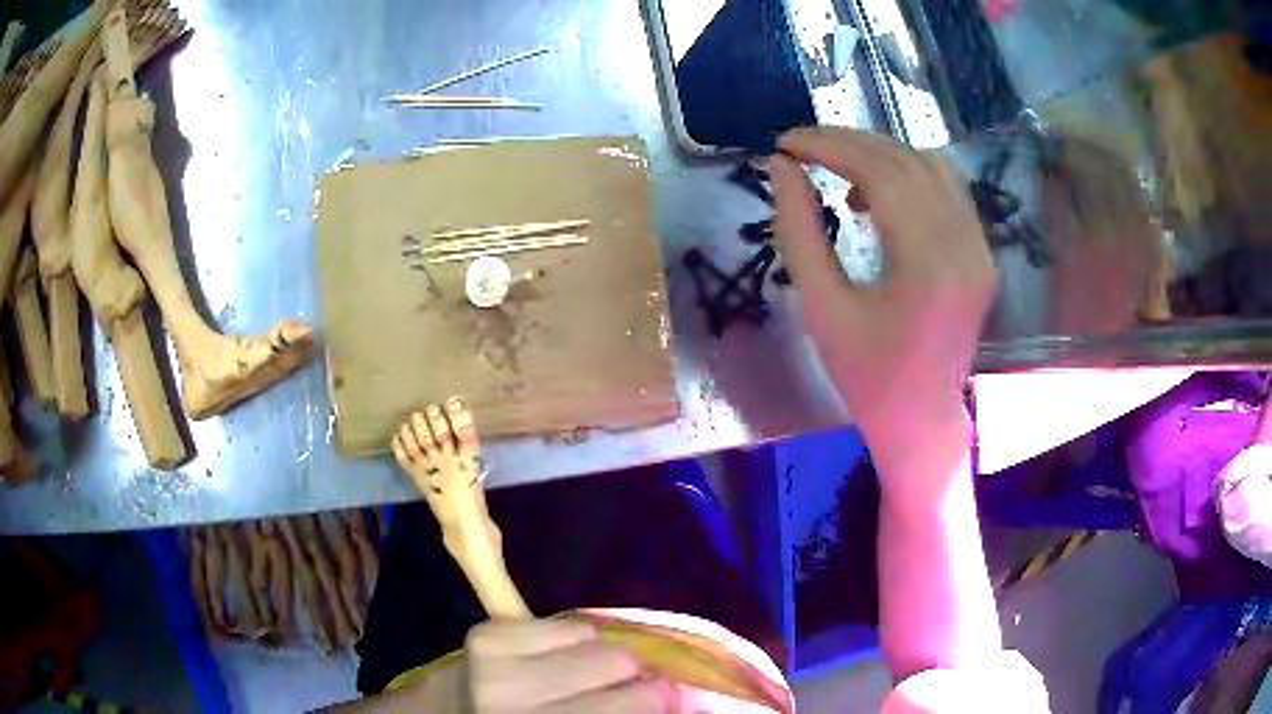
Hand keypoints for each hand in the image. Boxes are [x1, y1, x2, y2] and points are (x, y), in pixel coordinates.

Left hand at [464, 619, 674, 711]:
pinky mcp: (487, 633)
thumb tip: (683, 698)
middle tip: (627, 687)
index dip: (664, 699)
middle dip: (634, 676)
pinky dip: (573, 640)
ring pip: (597, 638)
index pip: (636, 703)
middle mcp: (521, 699)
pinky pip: (565, 623)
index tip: (671, 701)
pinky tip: (556, 659)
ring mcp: (498, 662)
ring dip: (602, 656)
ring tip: (584, 674)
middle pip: (621, 663)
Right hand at [769, 128, 995, 456]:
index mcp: (929, 264)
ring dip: (878, 155)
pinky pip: (946, 188)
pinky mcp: (981, 251)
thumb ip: (798, 232)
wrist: (923, 420)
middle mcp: (965, 245)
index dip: (829, 146)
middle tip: (800, 147)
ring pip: (930, 165)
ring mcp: (980, 246)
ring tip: (837, 172)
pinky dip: (906, 175)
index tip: (785, 143)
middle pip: (906, 160)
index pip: (882, 172)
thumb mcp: (821, 309)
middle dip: (848, 142)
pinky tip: (877, 196)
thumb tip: (781, 169)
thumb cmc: (868, 377)